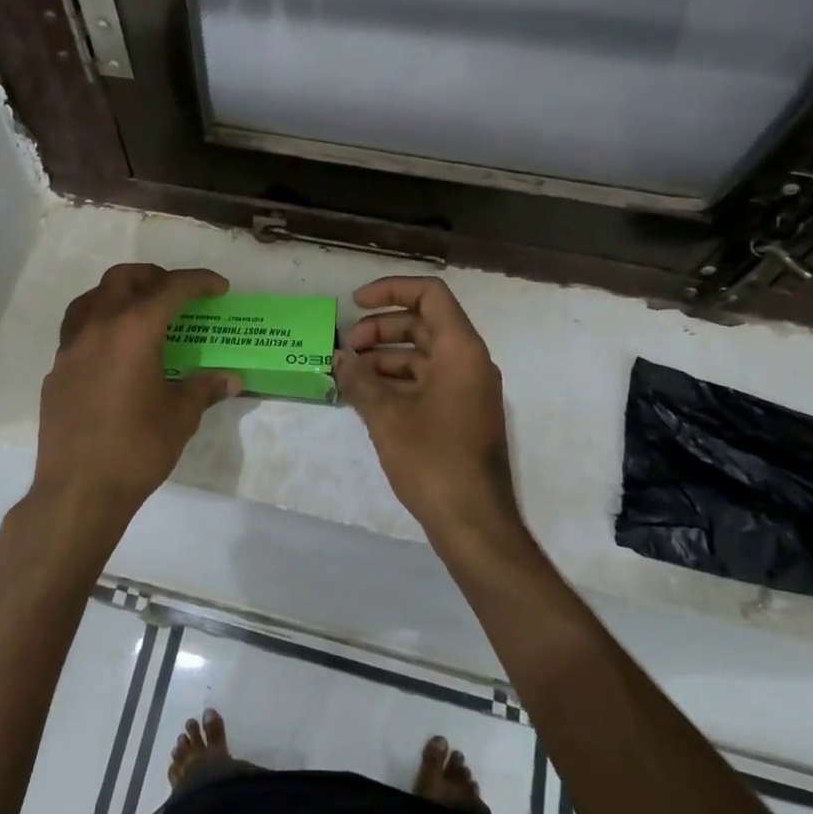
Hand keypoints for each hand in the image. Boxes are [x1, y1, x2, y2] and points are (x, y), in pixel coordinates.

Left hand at [22, 264, 240, 557]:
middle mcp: (98, 326)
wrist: (78, 490)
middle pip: (124, 279)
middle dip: (154, 276)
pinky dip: (99, 323)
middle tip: (177, 294)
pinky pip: (77, 329)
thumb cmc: (137, 449)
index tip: (219, 287)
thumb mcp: (180, 416)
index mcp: (134, 330)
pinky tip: (113, 351)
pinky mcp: (56, 370)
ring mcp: (71, 347)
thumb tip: (230, 379)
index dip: (199, 282)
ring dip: (119, 294)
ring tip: (140, 311)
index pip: (171, 289)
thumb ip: (204, 388)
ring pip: (92, 298)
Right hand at [334, 276, 519, 544]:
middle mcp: (469, 363)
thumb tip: (339, 358)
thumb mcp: (387, 416)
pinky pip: (426, 381)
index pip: (430, 295)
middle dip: (381, 328)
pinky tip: (366, 396)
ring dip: (385, 357)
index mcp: (460, 351)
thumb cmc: (432, 460)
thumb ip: (359, 380)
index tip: (355, 304)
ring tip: (349, 372)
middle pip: (423, 324)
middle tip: (346, 348)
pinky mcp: (459, 415)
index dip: (391, 290)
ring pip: (422, 355)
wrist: (473, 523)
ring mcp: (466, 391)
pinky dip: (397, 381)